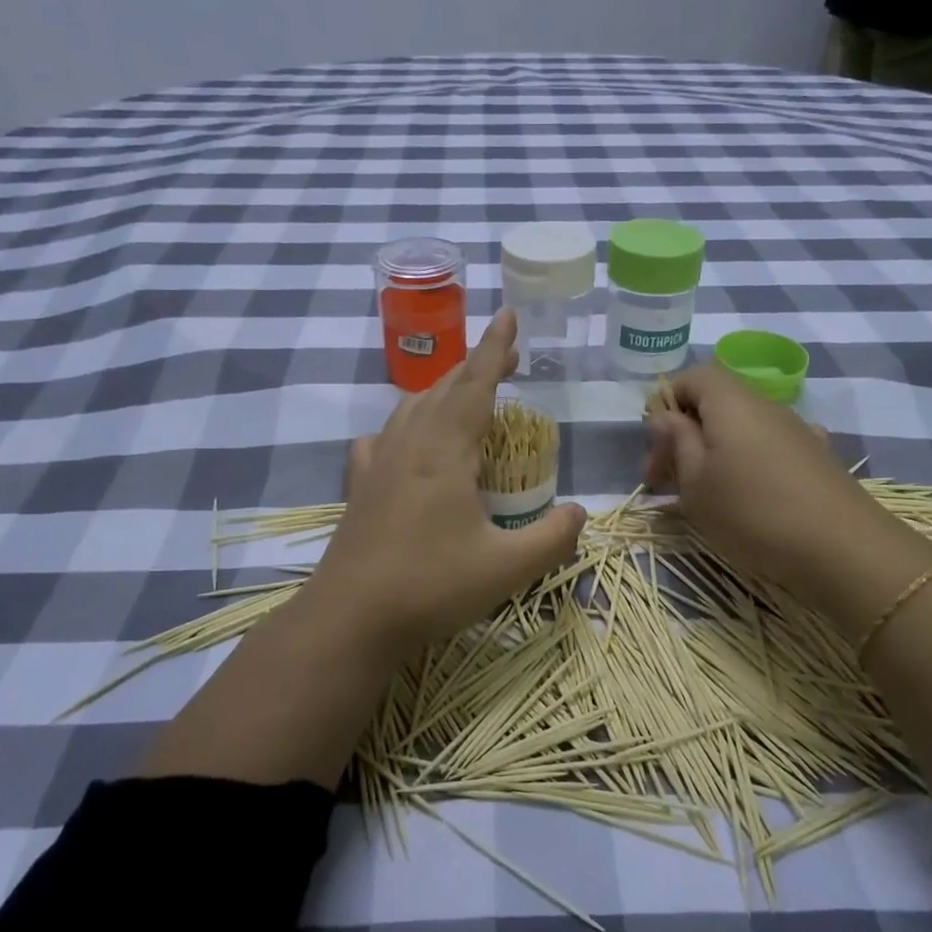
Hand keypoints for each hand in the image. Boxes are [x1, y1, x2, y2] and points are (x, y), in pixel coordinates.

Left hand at [310, 308, 586, 650]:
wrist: (350, 617)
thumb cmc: (431, 586)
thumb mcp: (507, 568)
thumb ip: (552, 538)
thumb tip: (580, 512)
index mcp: (446, 451)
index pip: (477, 383)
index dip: (495, 347)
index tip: (508, 313)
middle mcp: (410, 444)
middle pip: (446, 387)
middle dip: (478, 365)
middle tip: (508, 358)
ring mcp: (379, 463)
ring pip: (413, 406)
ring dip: (444, 390)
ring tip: (467, 393)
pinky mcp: (359, 486)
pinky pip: (383, 436)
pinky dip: (404, 424)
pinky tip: (407, 440)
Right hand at [642, 363, 914, 598]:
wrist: (843, 550)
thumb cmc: (752, 512)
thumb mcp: (696, 482)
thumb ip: (677, 442)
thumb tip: (665, 415)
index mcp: (731, 402)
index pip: (693, 377)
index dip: (667, 402)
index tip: (656, 446)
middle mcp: (766, 406)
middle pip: (716, 403)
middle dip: (684, 435)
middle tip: (664, 482)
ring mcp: (797, 431)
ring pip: (741, 429)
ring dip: (713, 453)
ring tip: (701, 496)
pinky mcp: (817, 458)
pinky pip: (767, 449)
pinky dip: (746, 465)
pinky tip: (746, 500)